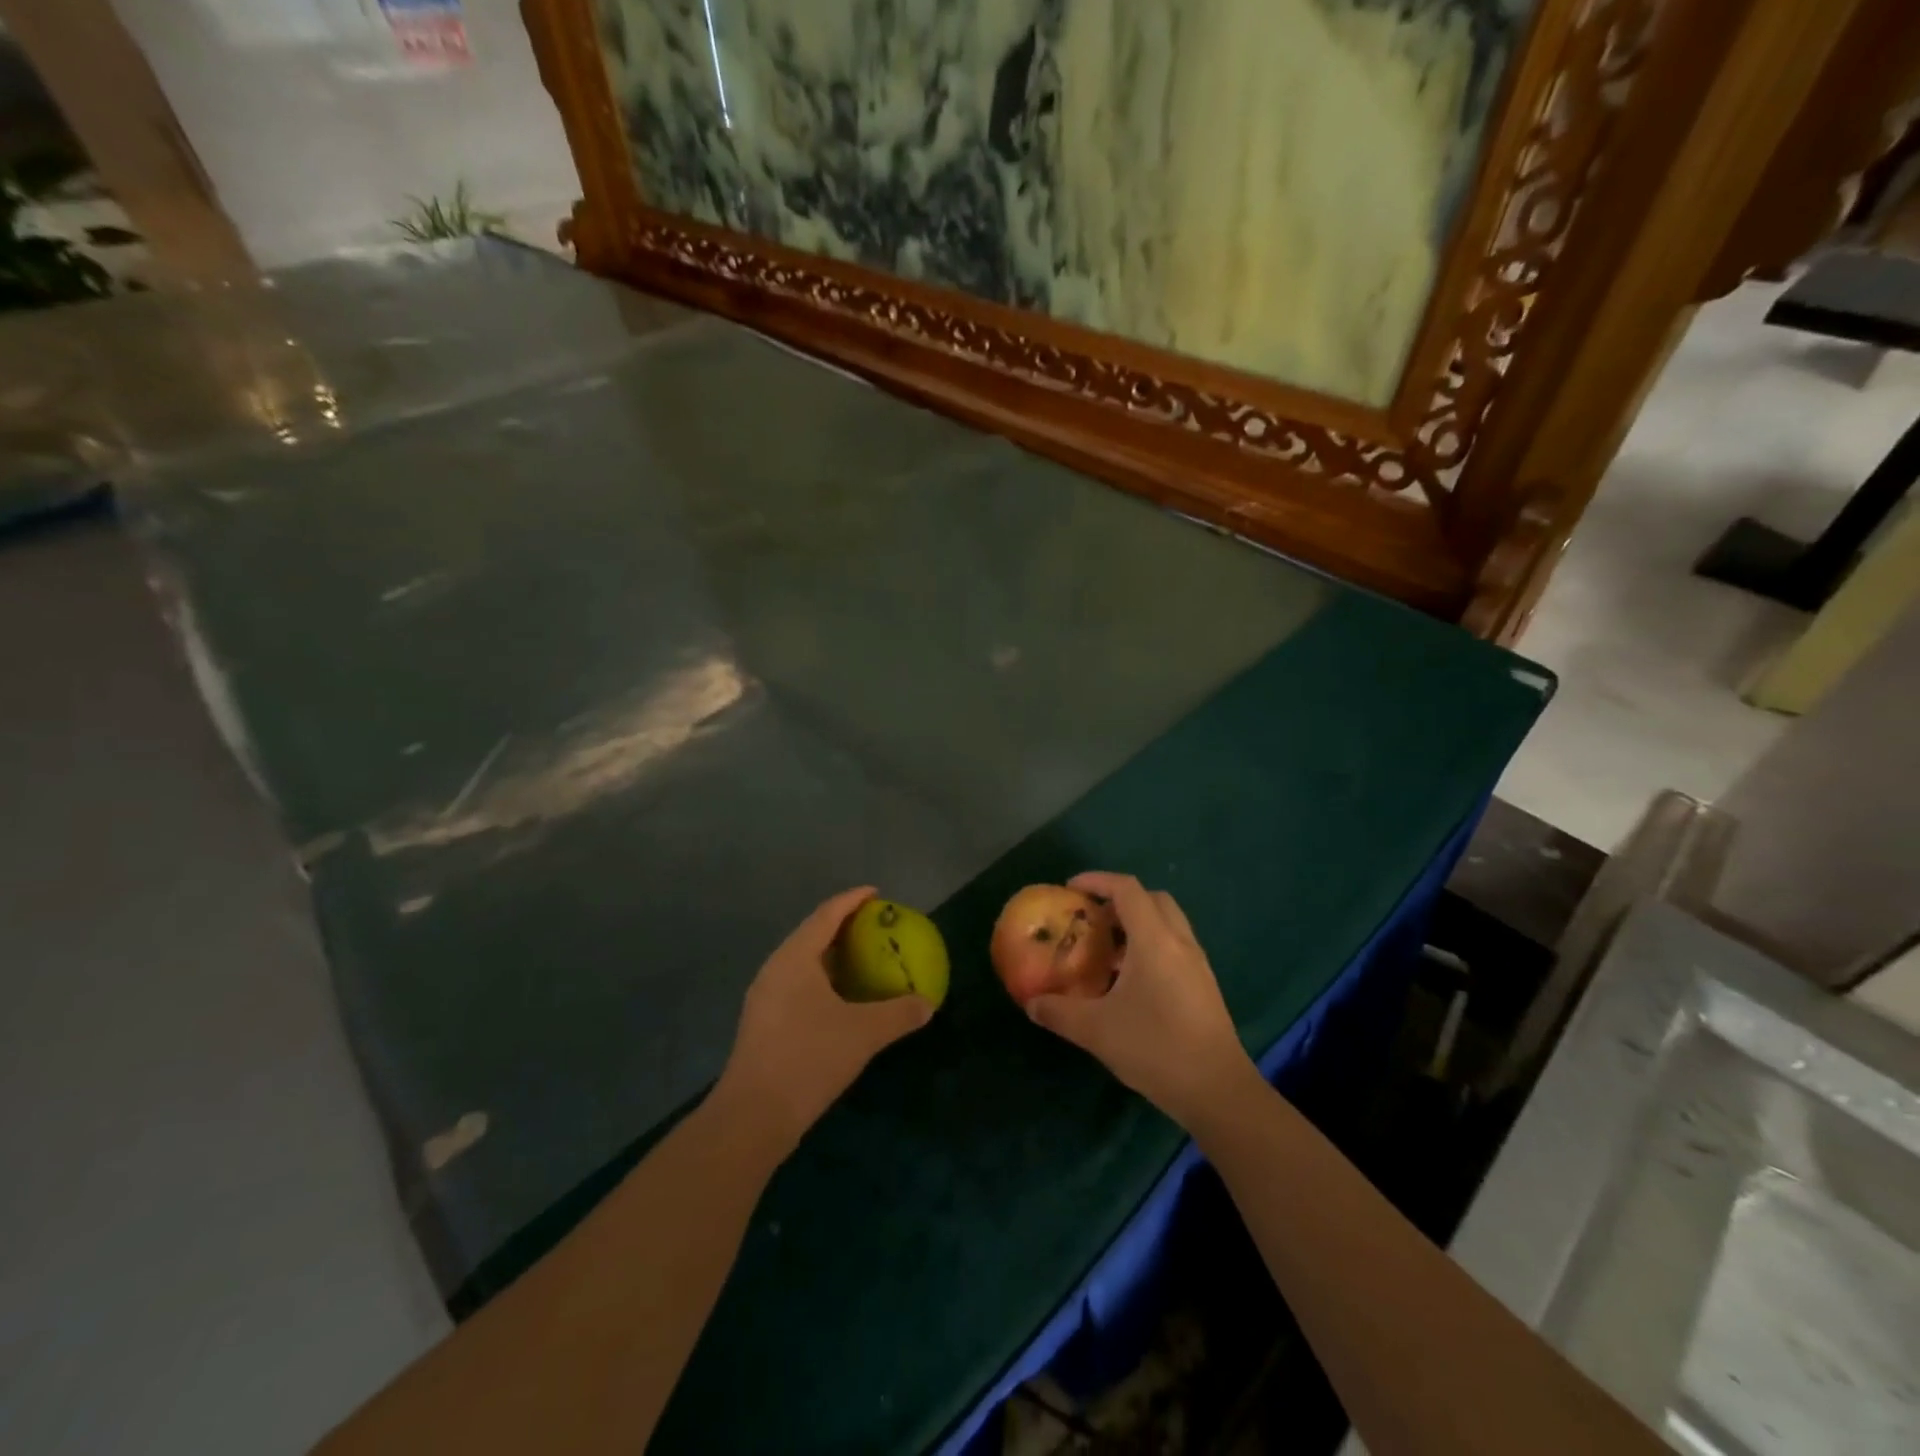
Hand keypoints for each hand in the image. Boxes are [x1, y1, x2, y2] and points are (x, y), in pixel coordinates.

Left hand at [715, 887, 932, 1152]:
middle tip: (874, 925)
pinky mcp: (763, 1023)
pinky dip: (822, 980)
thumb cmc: (809, 1059)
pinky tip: (841, 999)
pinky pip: (797, 985)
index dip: (853, 900)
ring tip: (861, 957)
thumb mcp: (863, 1034)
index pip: (827, 914)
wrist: (754, 1116)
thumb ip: (899, 1014)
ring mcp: (765, 997)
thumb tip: (927, 1004)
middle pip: (812, 934)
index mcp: (795, 958)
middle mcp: (775, 969)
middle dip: (842, 925)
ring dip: (831, 955)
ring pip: (802, 962)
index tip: (876, 893)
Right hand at [1026, 872, 1256, 1128]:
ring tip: (1106, 951)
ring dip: (1137, 925)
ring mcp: (1197, 964)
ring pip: (1167, 923)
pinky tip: (1130, 982)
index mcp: (1155, 940)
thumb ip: (1058, 1012)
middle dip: (1119, 900)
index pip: (1127, 889)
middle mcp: (1180, 942)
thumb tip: (1031, 1003)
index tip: (1070, 889)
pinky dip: (1150, 947)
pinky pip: (1175, 947)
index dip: (1098, 880)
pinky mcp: (1204, 986)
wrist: (1218, 1091)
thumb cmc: (1155, 1048)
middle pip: (1152, 899)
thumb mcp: (1095, 1030)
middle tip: (1092, 919)